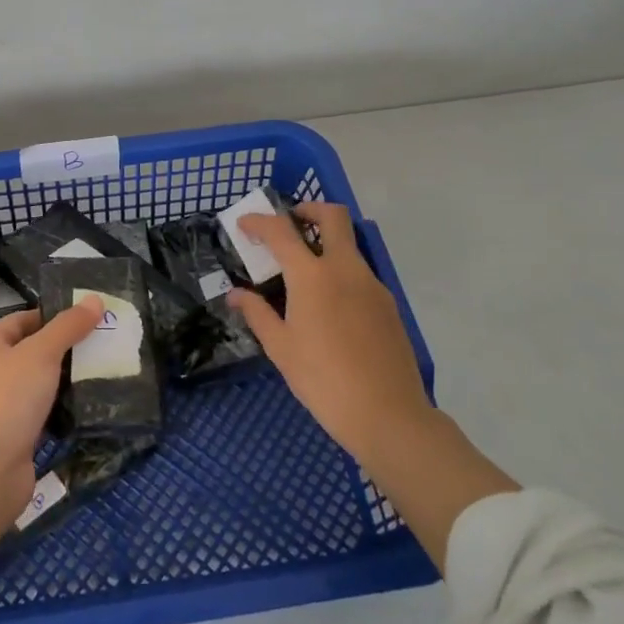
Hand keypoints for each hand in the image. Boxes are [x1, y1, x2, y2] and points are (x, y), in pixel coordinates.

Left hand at [0, 298, 103, 515]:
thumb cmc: (7, 399)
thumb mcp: (41, 353)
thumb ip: (68, 326)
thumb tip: (95, 299)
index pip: (24, 319)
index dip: (55, 317)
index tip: (91, 319)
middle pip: (33, 351)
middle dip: (67, 350)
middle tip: (105, 345)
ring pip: (39, 384)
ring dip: (67, 381)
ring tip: (105, 373)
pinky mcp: (13, 436)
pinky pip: (42, 414)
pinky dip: (62, 410)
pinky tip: (90, 407)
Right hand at [228, 202, 433, 469]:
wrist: (387, 414)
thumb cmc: (323, 380)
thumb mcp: (281, 348)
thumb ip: (257, 314)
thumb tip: (235, 295)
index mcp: (312, 276)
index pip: (281, 231)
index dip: (259, 222)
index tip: (244, 224)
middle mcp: (345, 269)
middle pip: (333, 216)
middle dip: (309, 209)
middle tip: (289, 224)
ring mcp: (372, 284)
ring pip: (349, 245)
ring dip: (326, 242)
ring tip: (303, 273)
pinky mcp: (388, 304)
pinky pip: (360, 273)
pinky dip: (340, 271)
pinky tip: (329, 305)